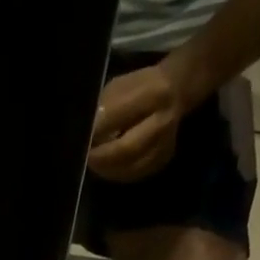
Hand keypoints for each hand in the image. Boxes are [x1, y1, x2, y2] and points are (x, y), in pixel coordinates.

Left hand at [88, 63, 186, 182]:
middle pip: (128, 148)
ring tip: (95, 162)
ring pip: (131, 167)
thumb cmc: (139, 87)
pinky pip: (136, 174)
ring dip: (108, 168)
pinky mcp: (163, 159)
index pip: (120, 116)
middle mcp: (164, 120)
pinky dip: (118, 173)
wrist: (175, 91)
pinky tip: (108, 167)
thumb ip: (105, 108)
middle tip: (87, 157)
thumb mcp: (120, 86)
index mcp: (153, 93)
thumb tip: (89, 134)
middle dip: (102, 157)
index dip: (98, 130)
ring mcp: (166, 143)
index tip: (83, 137)